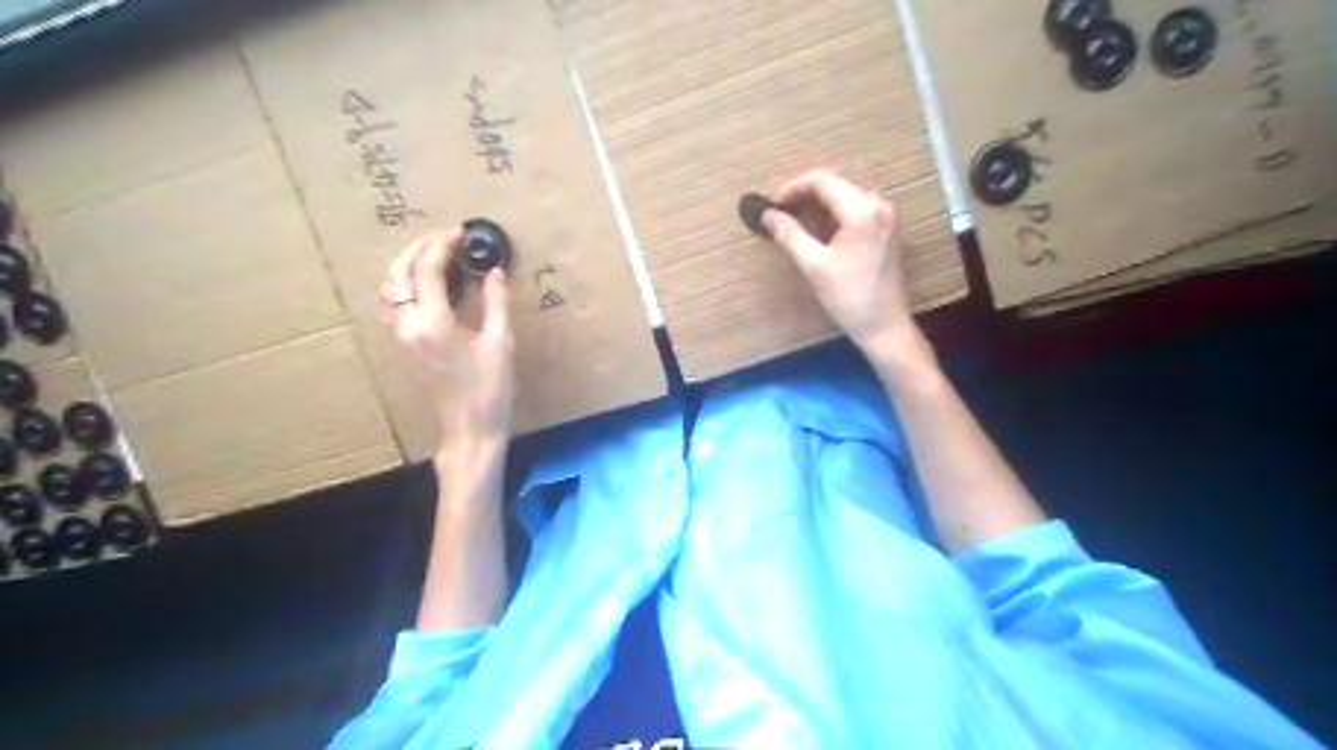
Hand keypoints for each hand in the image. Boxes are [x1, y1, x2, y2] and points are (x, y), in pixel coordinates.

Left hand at [385, 231, 518, 449]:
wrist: (470, 429)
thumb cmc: (490, 390)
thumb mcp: (500, 344)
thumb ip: (496, 303)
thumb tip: (494, 271)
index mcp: (432, 323)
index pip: (428, 270)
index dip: (443, 246)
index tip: (461, 233)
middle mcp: (408, 326)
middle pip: (401, 274)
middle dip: (420, 249)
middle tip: (446, 238)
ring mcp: (401, 337)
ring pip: (390, 288)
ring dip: (407, 264)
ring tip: (431, 254)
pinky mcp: (404, 346)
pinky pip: (393, 305)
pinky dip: (403, 284)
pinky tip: (422, 284)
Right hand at [761, 170, 918, 346]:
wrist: (884, 326)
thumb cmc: (849, 297)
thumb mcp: (814, 266)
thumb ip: (790, 235)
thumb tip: (767, 214)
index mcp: (862, 210)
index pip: (823, 181)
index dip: (794, 188)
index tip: (773, 205)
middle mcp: (878, 205)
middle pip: (836, 185)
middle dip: (805, 195)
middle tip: (780, 213)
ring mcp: (885, 217)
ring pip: (845, 196)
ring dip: (819, 204)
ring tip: (795, 221)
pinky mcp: (886, 230)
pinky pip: (856, 209)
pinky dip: (833, 213)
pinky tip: (817, 229)